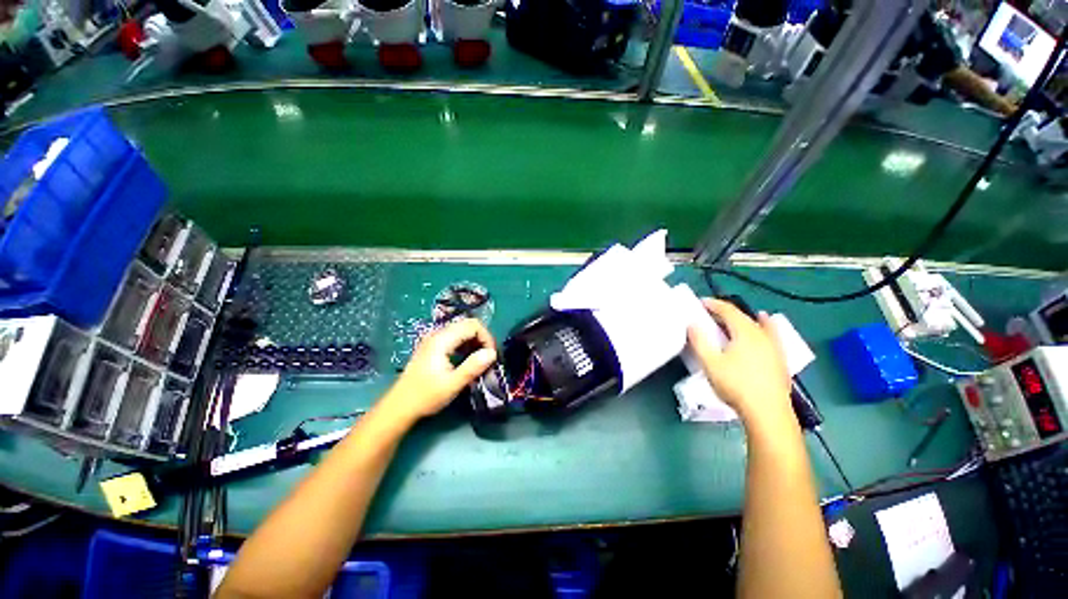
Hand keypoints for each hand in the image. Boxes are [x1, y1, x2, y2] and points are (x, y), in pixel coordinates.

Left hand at [383, 318, 497, 421]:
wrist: (399, 407)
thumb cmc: (425, 396)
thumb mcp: (452, 384)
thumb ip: (473, 367)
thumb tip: (492, 353)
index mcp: (442, 340)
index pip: (472, 325)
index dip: (486, 337)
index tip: (491, 356)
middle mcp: (437, 334)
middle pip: (468, 325)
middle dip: (482, 338)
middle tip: (488, 358)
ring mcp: (434, 339)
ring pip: (462, 330)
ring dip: (475, 342)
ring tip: (480, 360)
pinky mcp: (433, 347)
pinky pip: (455, 338)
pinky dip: (466, 345)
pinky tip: (468, 360)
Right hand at [687, 299, 791, 424]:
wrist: (768, 412)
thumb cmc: (736, 386)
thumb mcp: (710, 363)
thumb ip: (700, 341)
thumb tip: (692, 324)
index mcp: (745, 332)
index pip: (728, 311)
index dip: (714, 304)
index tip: (701, 302)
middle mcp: (762, 334)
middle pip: (743, 316)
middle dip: (725, 312)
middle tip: (710, 313)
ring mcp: (774, 346)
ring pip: (757, 324)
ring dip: (743, 318)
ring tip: (733, 317)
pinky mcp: (780, 358)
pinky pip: (771, 333)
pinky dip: (764, 325)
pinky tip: (765, 325)